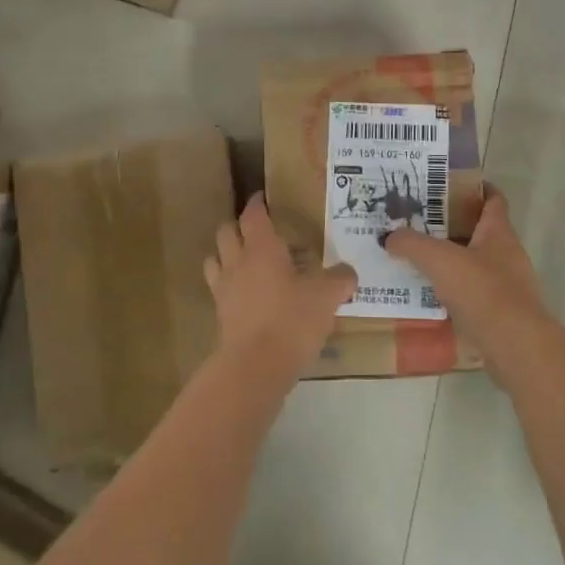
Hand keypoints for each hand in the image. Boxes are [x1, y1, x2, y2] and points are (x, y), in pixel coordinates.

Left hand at [204, 193, 356, 377]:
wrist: (255, 367)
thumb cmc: (291, 320)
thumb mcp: (326, 297)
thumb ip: (340, 279)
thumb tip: (349, 272)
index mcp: (261, 247)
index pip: (253, 214)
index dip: (257, 203)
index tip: (263, 197)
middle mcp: (237, 261)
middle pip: (226, 231)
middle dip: (239, 226)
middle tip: (257, 229)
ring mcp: (224, 288)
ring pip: (215, 258)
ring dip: (227, 254)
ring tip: (246, 260)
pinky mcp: (220, 314)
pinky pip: (219, 288)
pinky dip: (229, 284)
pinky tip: (247, 294)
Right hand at [381, 186, 548, 357]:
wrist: (516, 346)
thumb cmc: (483, 291)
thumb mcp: (440, 260)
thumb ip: (412, 244)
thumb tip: (389, 237)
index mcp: (498, 232)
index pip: (493, 199)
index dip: (474, 188)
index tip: (446, 185)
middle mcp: (507, 254)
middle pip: (479, 230)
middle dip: (451, 225)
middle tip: (418, 223)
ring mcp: (508, 285)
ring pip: (475, 263)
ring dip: (451, 260)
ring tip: (417, 259)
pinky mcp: (502, 313)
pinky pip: (474, 294)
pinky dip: (454, 291)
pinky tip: (429, 296)